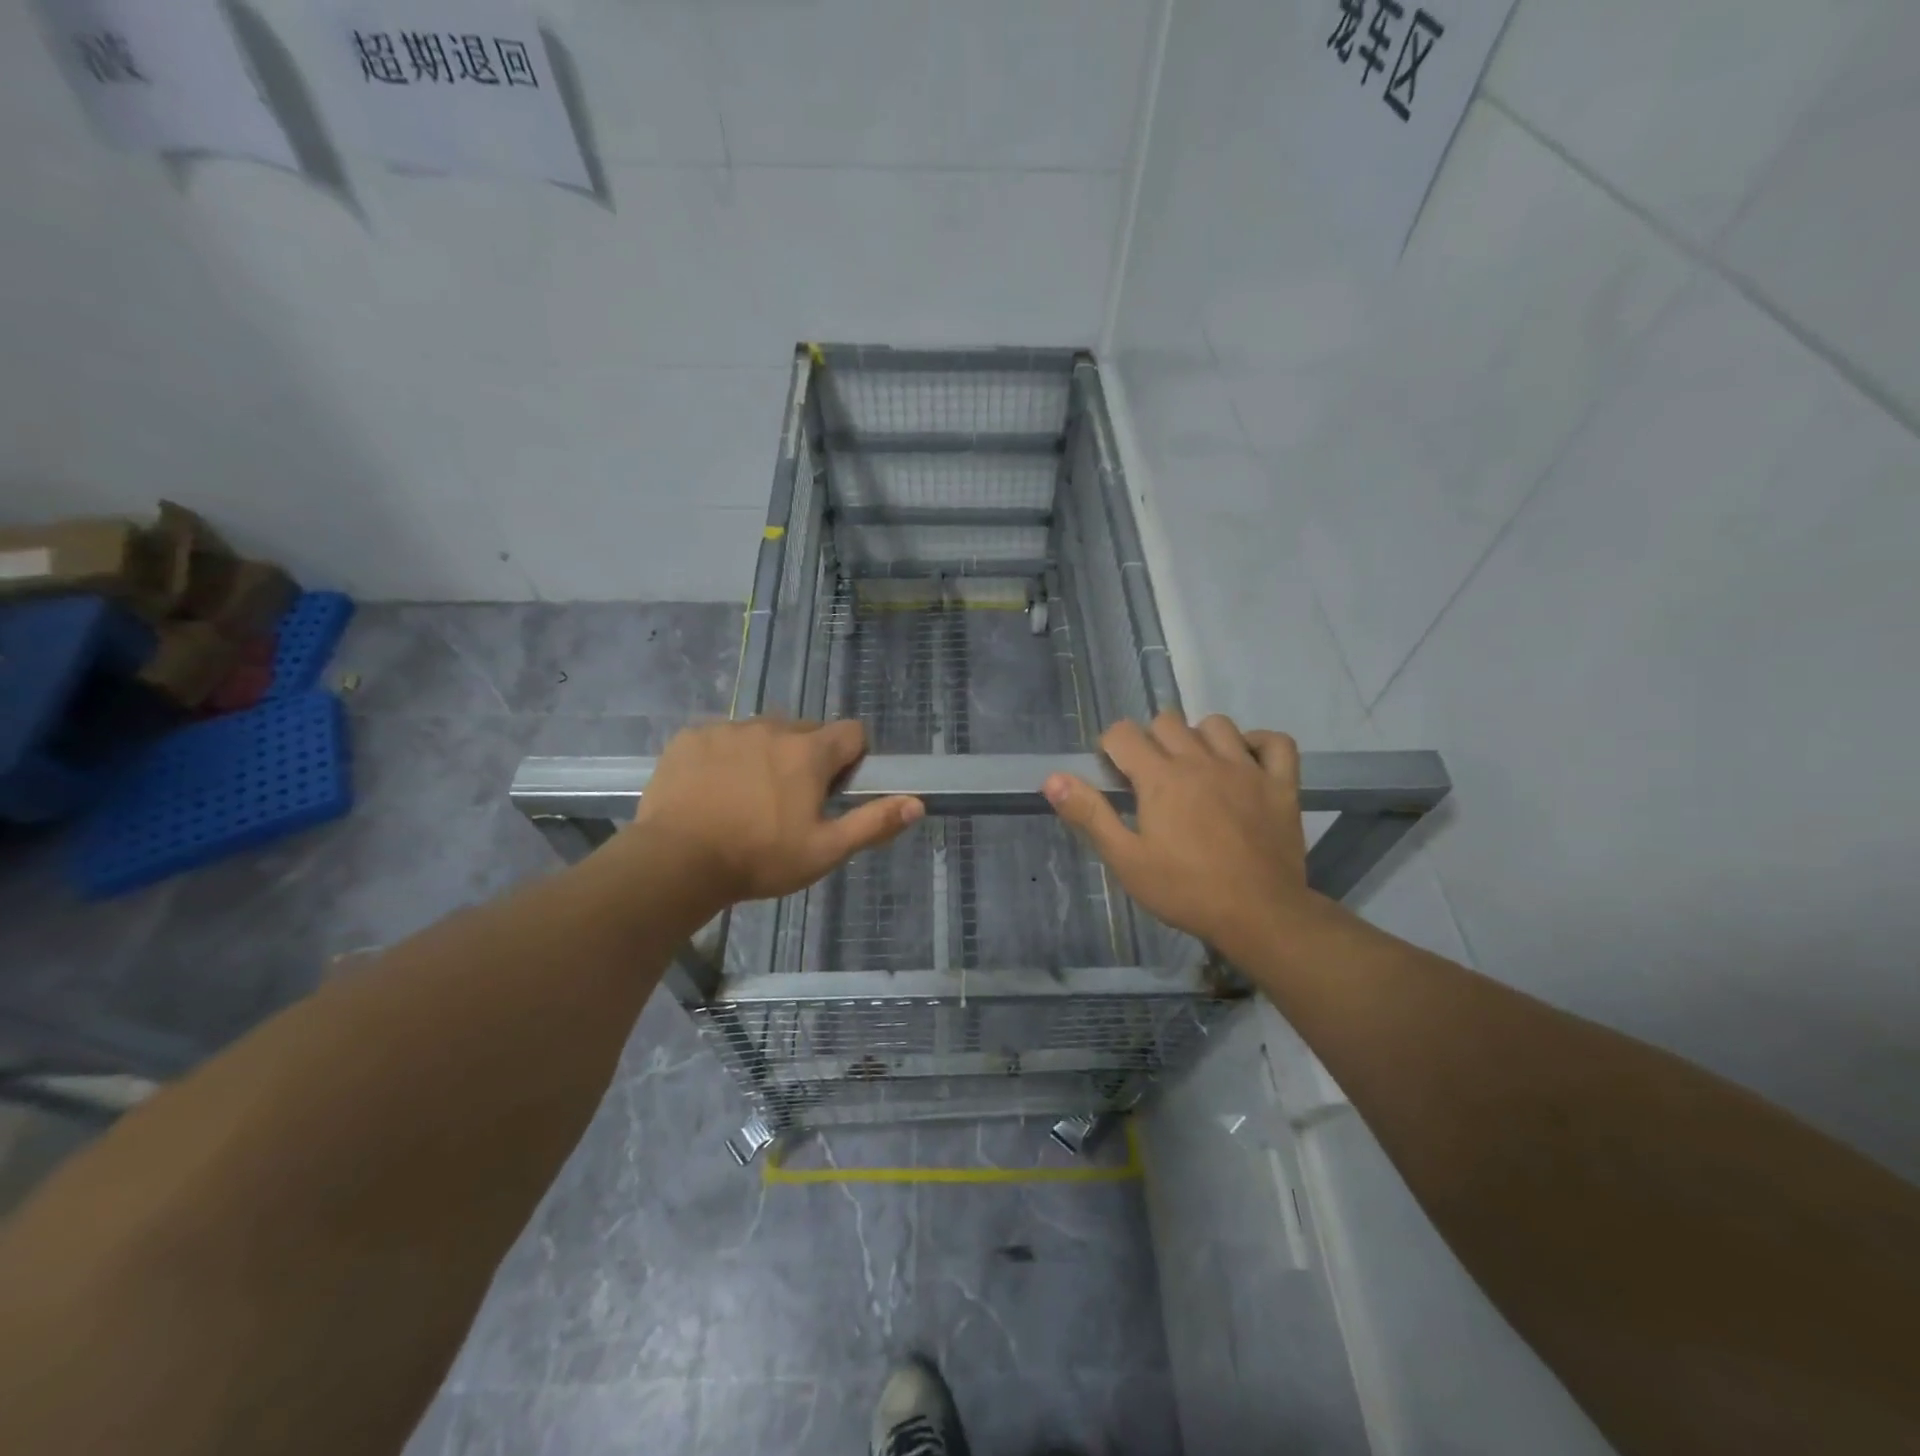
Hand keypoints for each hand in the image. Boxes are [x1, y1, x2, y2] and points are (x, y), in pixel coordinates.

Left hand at [628, 718, 922, 911]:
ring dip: (766, 754)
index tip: (835, 789)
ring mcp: (728, 729)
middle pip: (806, 730)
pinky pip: (722, 737)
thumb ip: (873, 823)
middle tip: (790, 801)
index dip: (852, 758)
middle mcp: (772, 728)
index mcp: (809, 752)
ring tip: (747, 798)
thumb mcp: (825, 851)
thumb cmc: (759, 859)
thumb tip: (918, 803)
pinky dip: (726, 756)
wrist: (675, 861)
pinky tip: (712, 791)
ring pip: (763, 732)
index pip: (852, 732)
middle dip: (808, 757)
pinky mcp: (691, 737)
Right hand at [1044, 713, 1323, 960]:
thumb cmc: (1185, 890)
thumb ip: (1090, 815)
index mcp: (1160, 777)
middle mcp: (1201, 760)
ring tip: (1195, 768)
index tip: (1114, 775)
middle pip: (1167, 721)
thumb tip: (1052, 778)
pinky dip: (1259, 744)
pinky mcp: (1281, 784)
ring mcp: (1245, 768)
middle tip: (1151, 777)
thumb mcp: (1126, 859)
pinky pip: (1275, 742)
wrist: (1259, 914)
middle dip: (1151, 740)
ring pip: (1216, 724)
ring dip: (1199, 737)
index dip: (1111, 748)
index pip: (1123, 733)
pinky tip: (1246, 761)